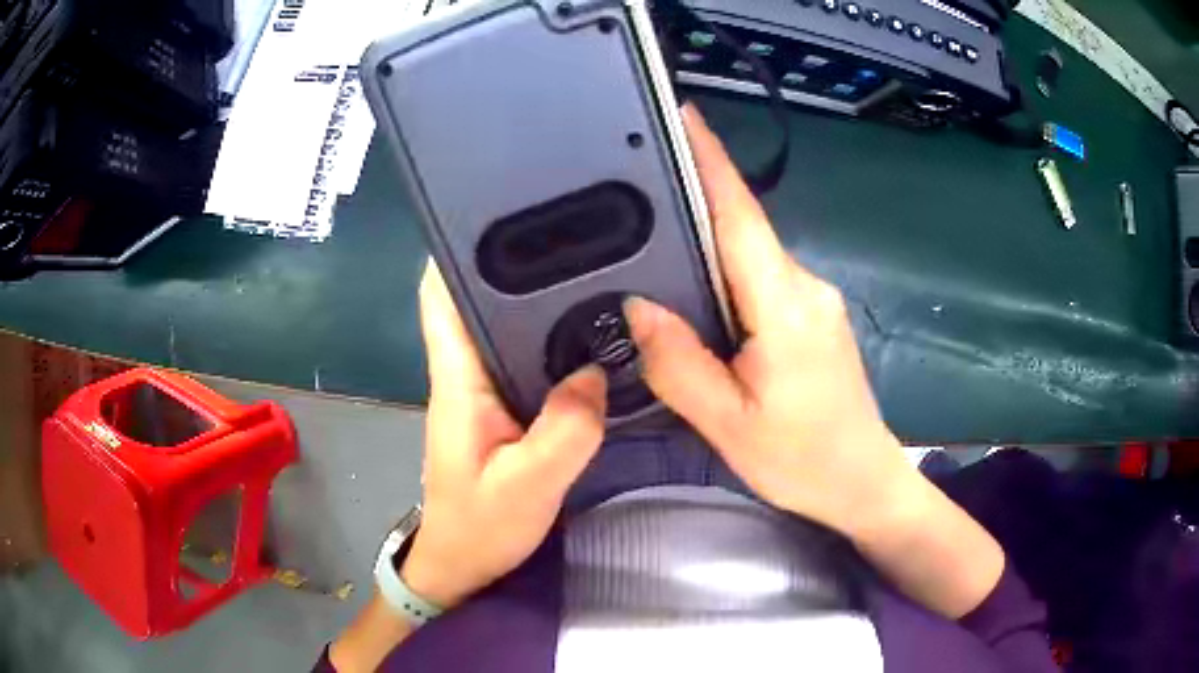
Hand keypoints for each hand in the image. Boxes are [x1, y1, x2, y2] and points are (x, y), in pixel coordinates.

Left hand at [401, 263, 607, 607]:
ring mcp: (483, 390)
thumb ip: (564, 431)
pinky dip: (550, 340)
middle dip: (513, 261)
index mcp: (458, 381)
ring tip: (588, 269)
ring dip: (534, 298)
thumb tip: (597, 373)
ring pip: (503, 327)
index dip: (456, 250)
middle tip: (570, 233)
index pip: (441, 298)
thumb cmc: (480, 527)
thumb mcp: (528, 485)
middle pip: (478, 299)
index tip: (497, 211)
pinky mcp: (501, 408)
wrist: (462, 562)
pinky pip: (524, 359)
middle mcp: (466, 374)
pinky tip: (587, 332)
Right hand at [624, 106, 912, 536]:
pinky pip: (762, 278)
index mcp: (785, 306)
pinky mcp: (814, 316)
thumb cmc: (802, 460)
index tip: (683, 114)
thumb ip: (680, 363)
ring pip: (751, 255)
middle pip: (743, 229)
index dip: (711, 160)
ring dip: (708, 240)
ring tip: (656, 238)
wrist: (863, 482)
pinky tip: (698, 292)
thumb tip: (640, 307)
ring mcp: (815, 299)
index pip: (740, 216)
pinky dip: (727, 272)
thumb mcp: (728, 424)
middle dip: (695, 196)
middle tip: (641, 177)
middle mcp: (805, 286)